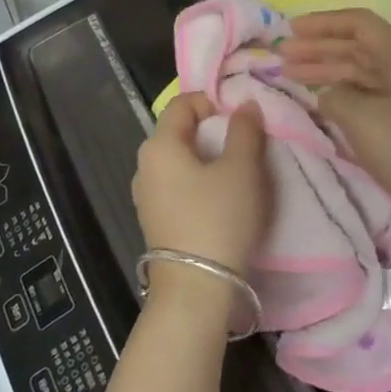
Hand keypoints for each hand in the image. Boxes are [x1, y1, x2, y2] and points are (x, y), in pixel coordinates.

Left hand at [131, 94, 270, 279]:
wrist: (195, 289)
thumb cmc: (218, 218)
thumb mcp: (242, 169)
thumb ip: (245, 130)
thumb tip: (245, 105)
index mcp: (159, 145)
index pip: (182, 103)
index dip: (212, 102)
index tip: (241, 121)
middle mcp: (144, 166)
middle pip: (179, 132)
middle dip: (212, 132)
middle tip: (245, 146)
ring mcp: (146, 196)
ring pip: (179, 162)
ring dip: (207, 160)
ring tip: (237, 176)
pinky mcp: (154, 221)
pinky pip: (177, 188)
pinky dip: (198, 184)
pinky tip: (220, 203)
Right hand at [281, 9, 390, 245]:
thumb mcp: (364, 118)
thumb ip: (336, 97)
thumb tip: (329, 95)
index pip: (358, 23)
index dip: (322, 23)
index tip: (290, 31)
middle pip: (358, 49)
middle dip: (318, 49)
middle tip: (281, 57)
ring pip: (363, 77)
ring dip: (328, 74)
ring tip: (293, 80)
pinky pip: (371, 102)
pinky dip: (345, 100)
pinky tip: (327, 111)